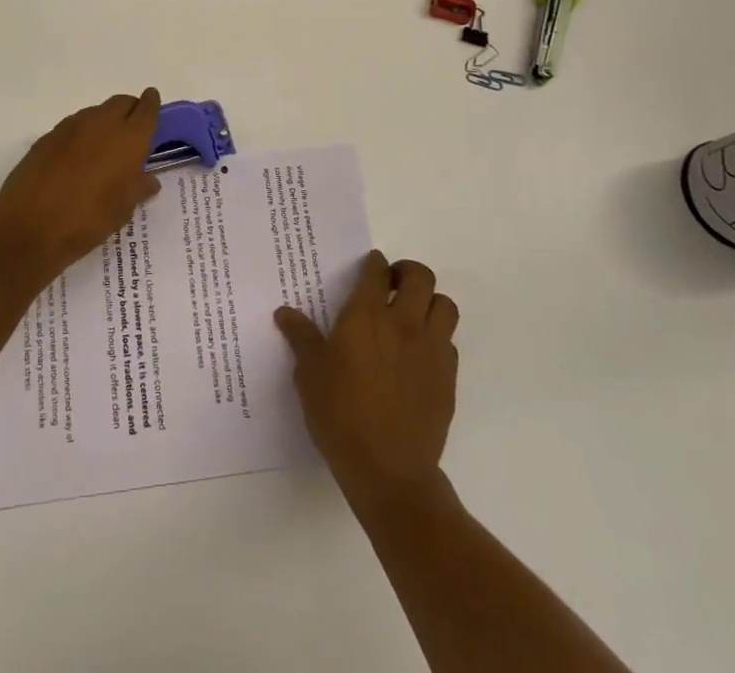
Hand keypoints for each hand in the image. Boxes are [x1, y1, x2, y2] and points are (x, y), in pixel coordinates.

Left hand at [0, 90, 162, 284]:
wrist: (29, 227)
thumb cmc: (88, 220)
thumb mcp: (122, 210)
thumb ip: (139, 188)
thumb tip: (148, 179)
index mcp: (128, 138)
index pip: (147, 109)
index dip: (152, 104)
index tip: (152, 103)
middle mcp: (102, 123)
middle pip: (121, 102)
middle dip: (130, 110)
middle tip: (132, 132)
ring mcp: (71, 127)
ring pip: (96, 112)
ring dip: (104, 122)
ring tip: (103, 150)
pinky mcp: (47, 136)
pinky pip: (73, 127)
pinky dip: (81, 135)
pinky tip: (76, 160)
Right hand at [275, 251, 459, 505]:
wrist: (388, 470)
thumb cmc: (340, 416)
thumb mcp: (309, 375)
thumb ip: (301, 338)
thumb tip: (284, 313)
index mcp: (366, 316)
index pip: (377, 271)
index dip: (374, 263)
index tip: (370, 266)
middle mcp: (403, 323)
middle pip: (421, 277)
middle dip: (408, 272)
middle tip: (393, 284)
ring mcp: (431, 350)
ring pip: (445, 306)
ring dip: (430, 302)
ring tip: (413, 315)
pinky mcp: (448, 378)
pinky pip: (450, 343)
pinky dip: (438, 338)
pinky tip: (420, 355)